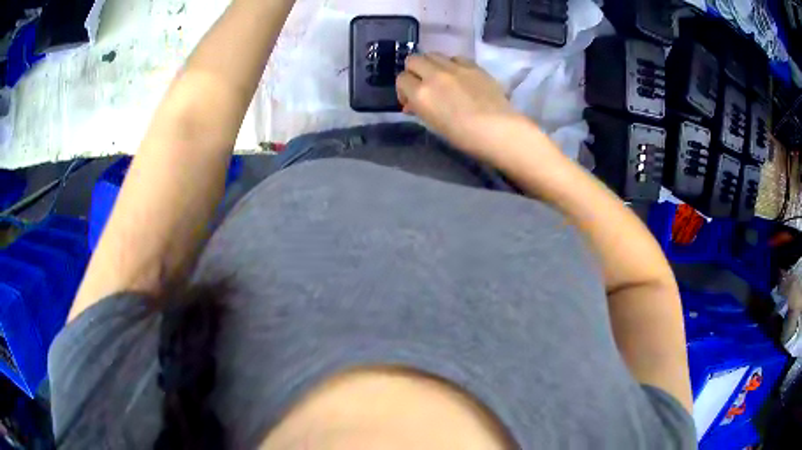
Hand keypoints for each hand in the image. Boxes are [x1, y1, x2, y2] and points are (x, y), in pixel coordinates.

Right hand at [396, 53, 522, 160]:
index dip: (404, 89)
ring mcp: (454, 67)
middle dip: (414, 71)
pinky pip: (455, 57)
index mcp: (421, 93)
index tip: (411, 99)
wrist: (498, 130)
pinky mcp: (472, 65)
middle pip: (414, 60)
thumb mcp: (433, 124)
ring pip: (433, 55)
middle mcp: (434, 75)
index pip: (401, 79)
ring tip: (441, 78)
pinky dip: (452, 64)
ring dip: (432, 64)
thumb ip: (419, 108)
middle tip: (423, 84)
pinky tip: (460, 76)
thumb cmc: (463, 136)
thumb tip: (412, 103)